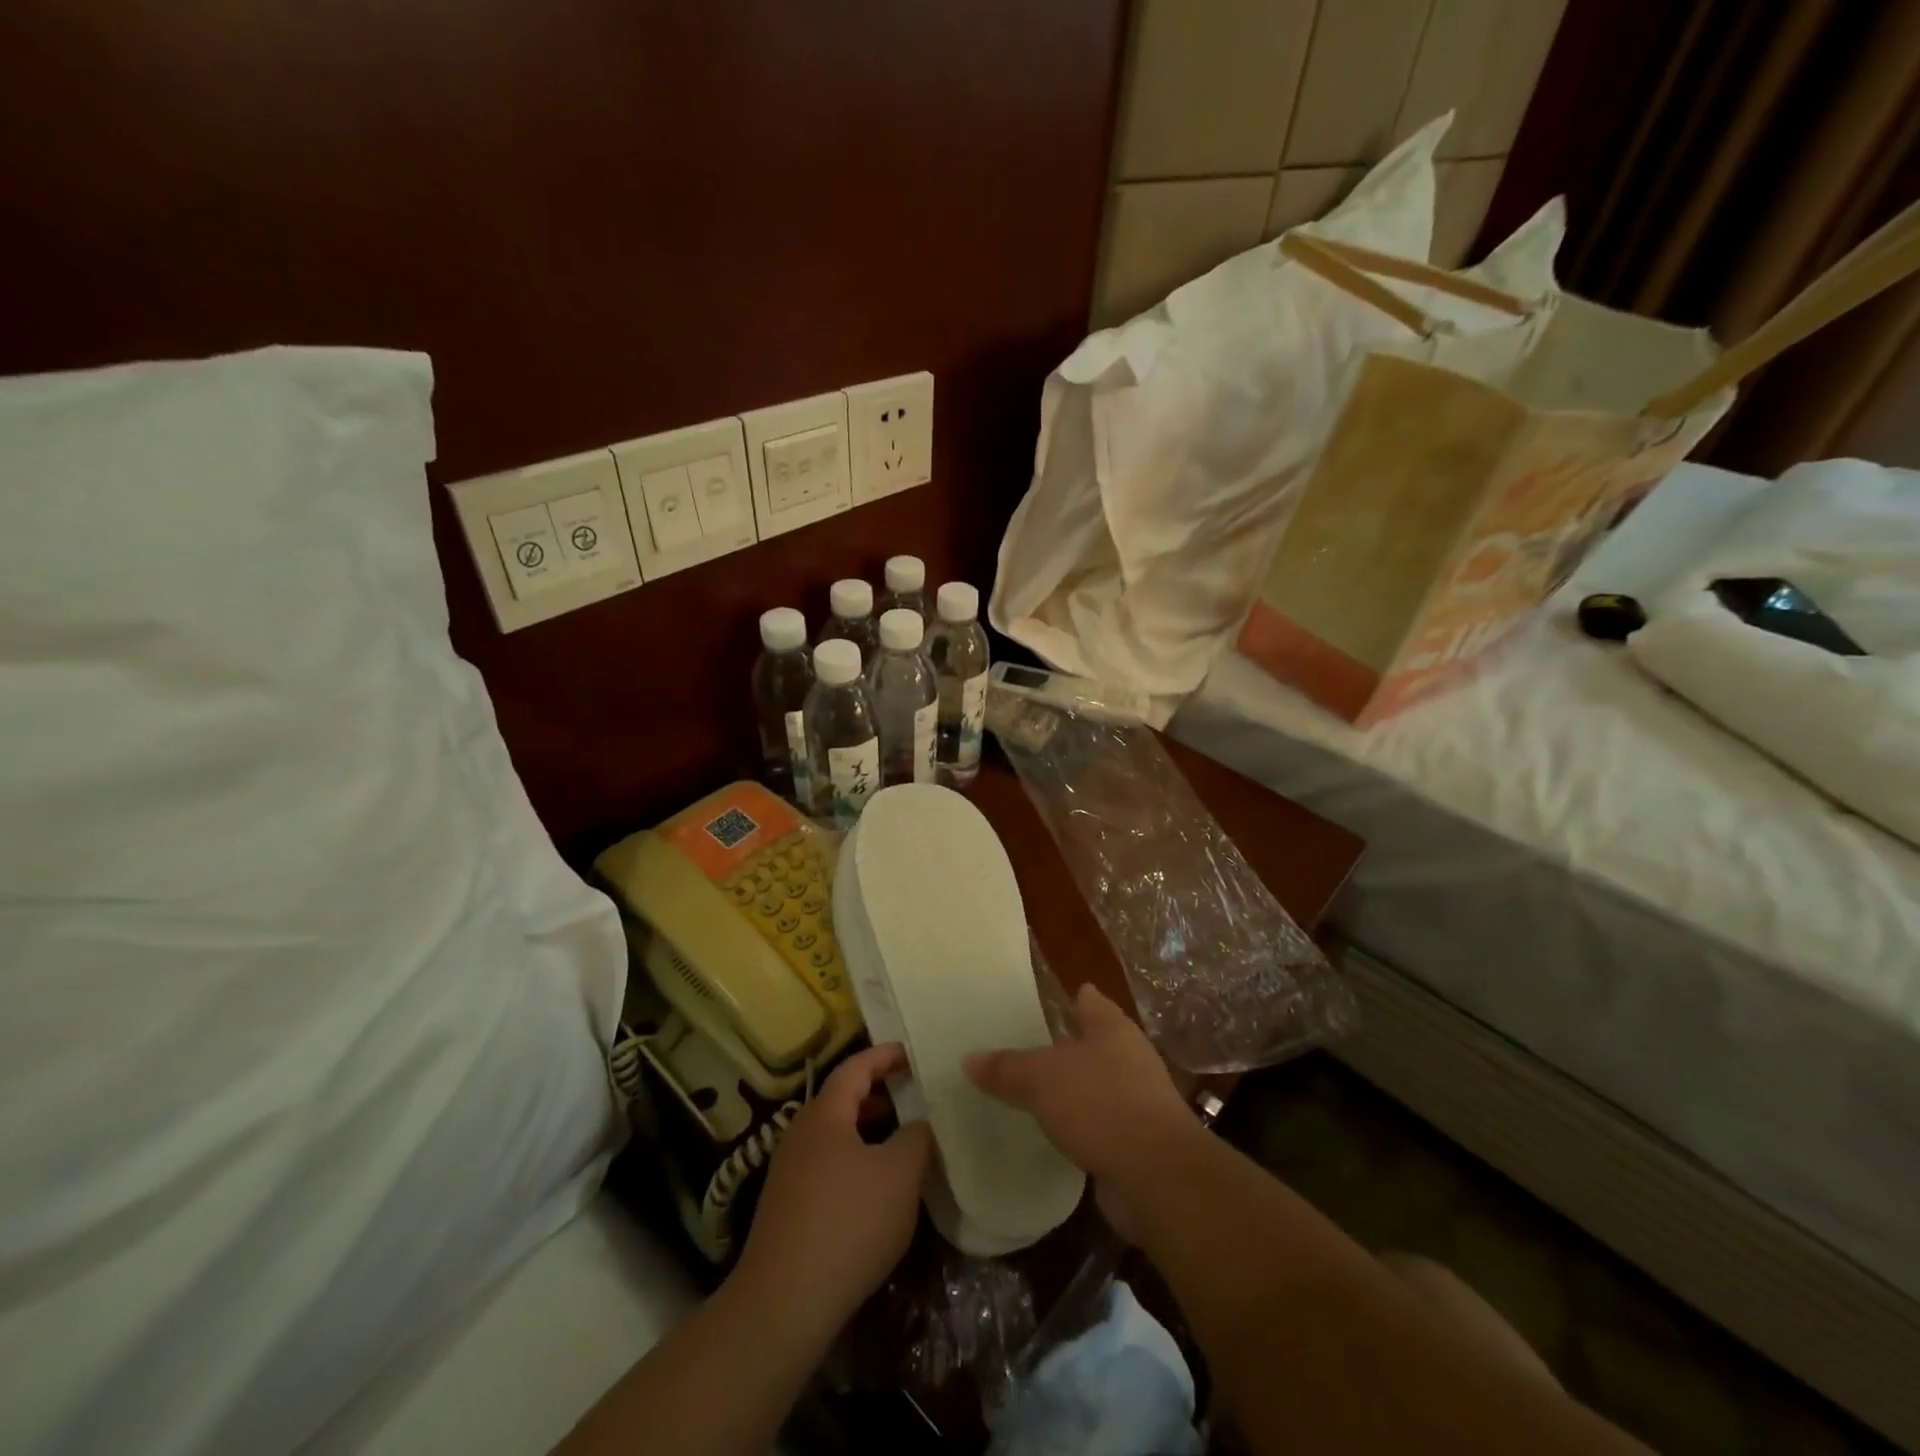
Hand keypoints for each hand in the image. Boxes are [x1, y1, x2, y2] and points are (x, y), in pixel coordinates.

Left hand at [737, 1043, 931, 1325]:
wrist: (783, 1304)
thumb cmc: (849, 1223)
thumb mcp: (900, 1174)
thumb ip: (917, 1137)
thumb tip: (920, 1123)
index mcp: (824, 1113)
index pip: (856, 1067)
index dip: (886, 1056)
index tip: (913, 1054)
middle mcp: (801, 1133)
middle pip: (842, 1098)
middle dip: (879, 1093)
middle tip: (914, 1095)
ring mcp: (789, 1171)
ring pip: (835, 1135)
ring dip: (868, 1130)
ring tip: (902, 1141)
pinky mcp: (787, 1207)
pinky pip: (828, 1165)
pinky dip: (855, 1160)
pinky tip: (876, 1189)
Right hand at [964, 984, 1196, 1201]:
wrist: (1158, 1176)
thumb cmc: (1100, 1104)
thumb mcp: (1041, 1079)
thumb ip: (1006, 1068)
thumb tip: (968, 1059)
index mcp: (1112, 1027)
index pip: (1087, 1000)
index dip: (1066, 998)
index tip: (1037, 1002)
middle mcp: (1129, 1056)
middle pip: (1092, 1042)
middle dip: (1063, 1046)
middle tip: (1022, 1048)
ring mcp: (1138, 1100)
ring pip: (1096, 1085)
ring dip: (1071, 1090)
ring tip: (1032, 1093)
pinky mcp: (1138, 1141)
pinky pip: (1099, 1124)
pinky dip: (1080, 1127)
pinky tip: (1054, 1134)